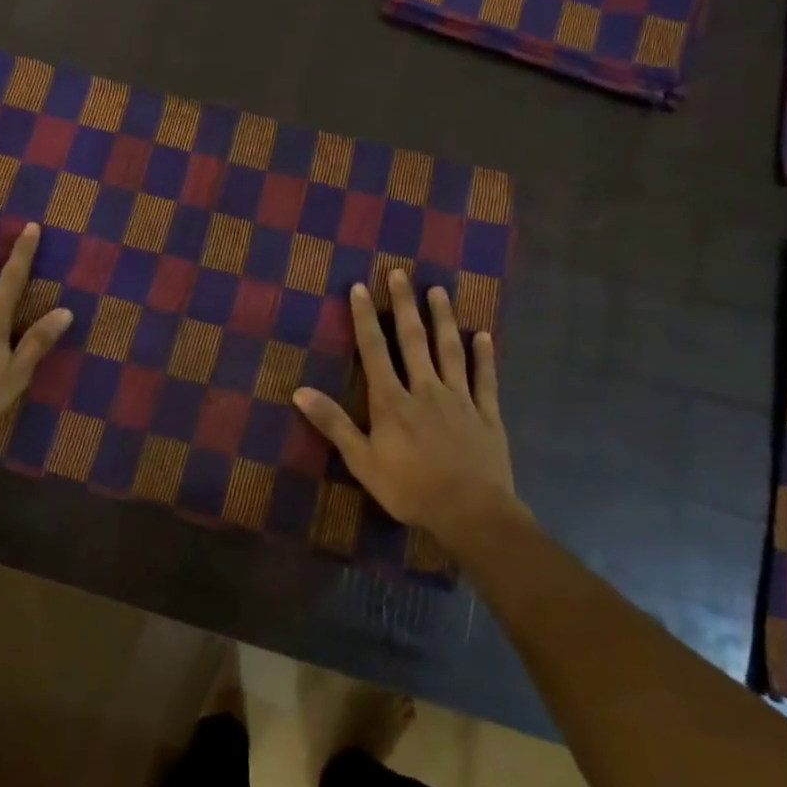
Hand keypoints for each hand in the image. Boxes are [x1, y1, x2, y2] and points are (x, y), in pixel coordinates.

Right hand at [293, 269, 528, 542]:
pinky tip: (483, 335)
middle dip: (404, 305)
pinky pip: (485, 378)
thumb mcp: (362, 461)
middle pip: (413, 340)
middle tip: (401, 274)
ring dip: (443, 319)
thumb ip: (333, 423)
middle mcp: (425, 389)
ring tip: (439, 291)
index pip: (374, 350)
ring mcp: (459, 398)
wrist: (471, 512)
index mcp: (392, 400)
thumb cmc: (410, 488)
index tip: (361, 287)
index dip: (365, 318)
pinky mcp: (487, 413)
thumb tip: (299, 391)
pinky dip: (484, 356)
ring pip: (449, 350)